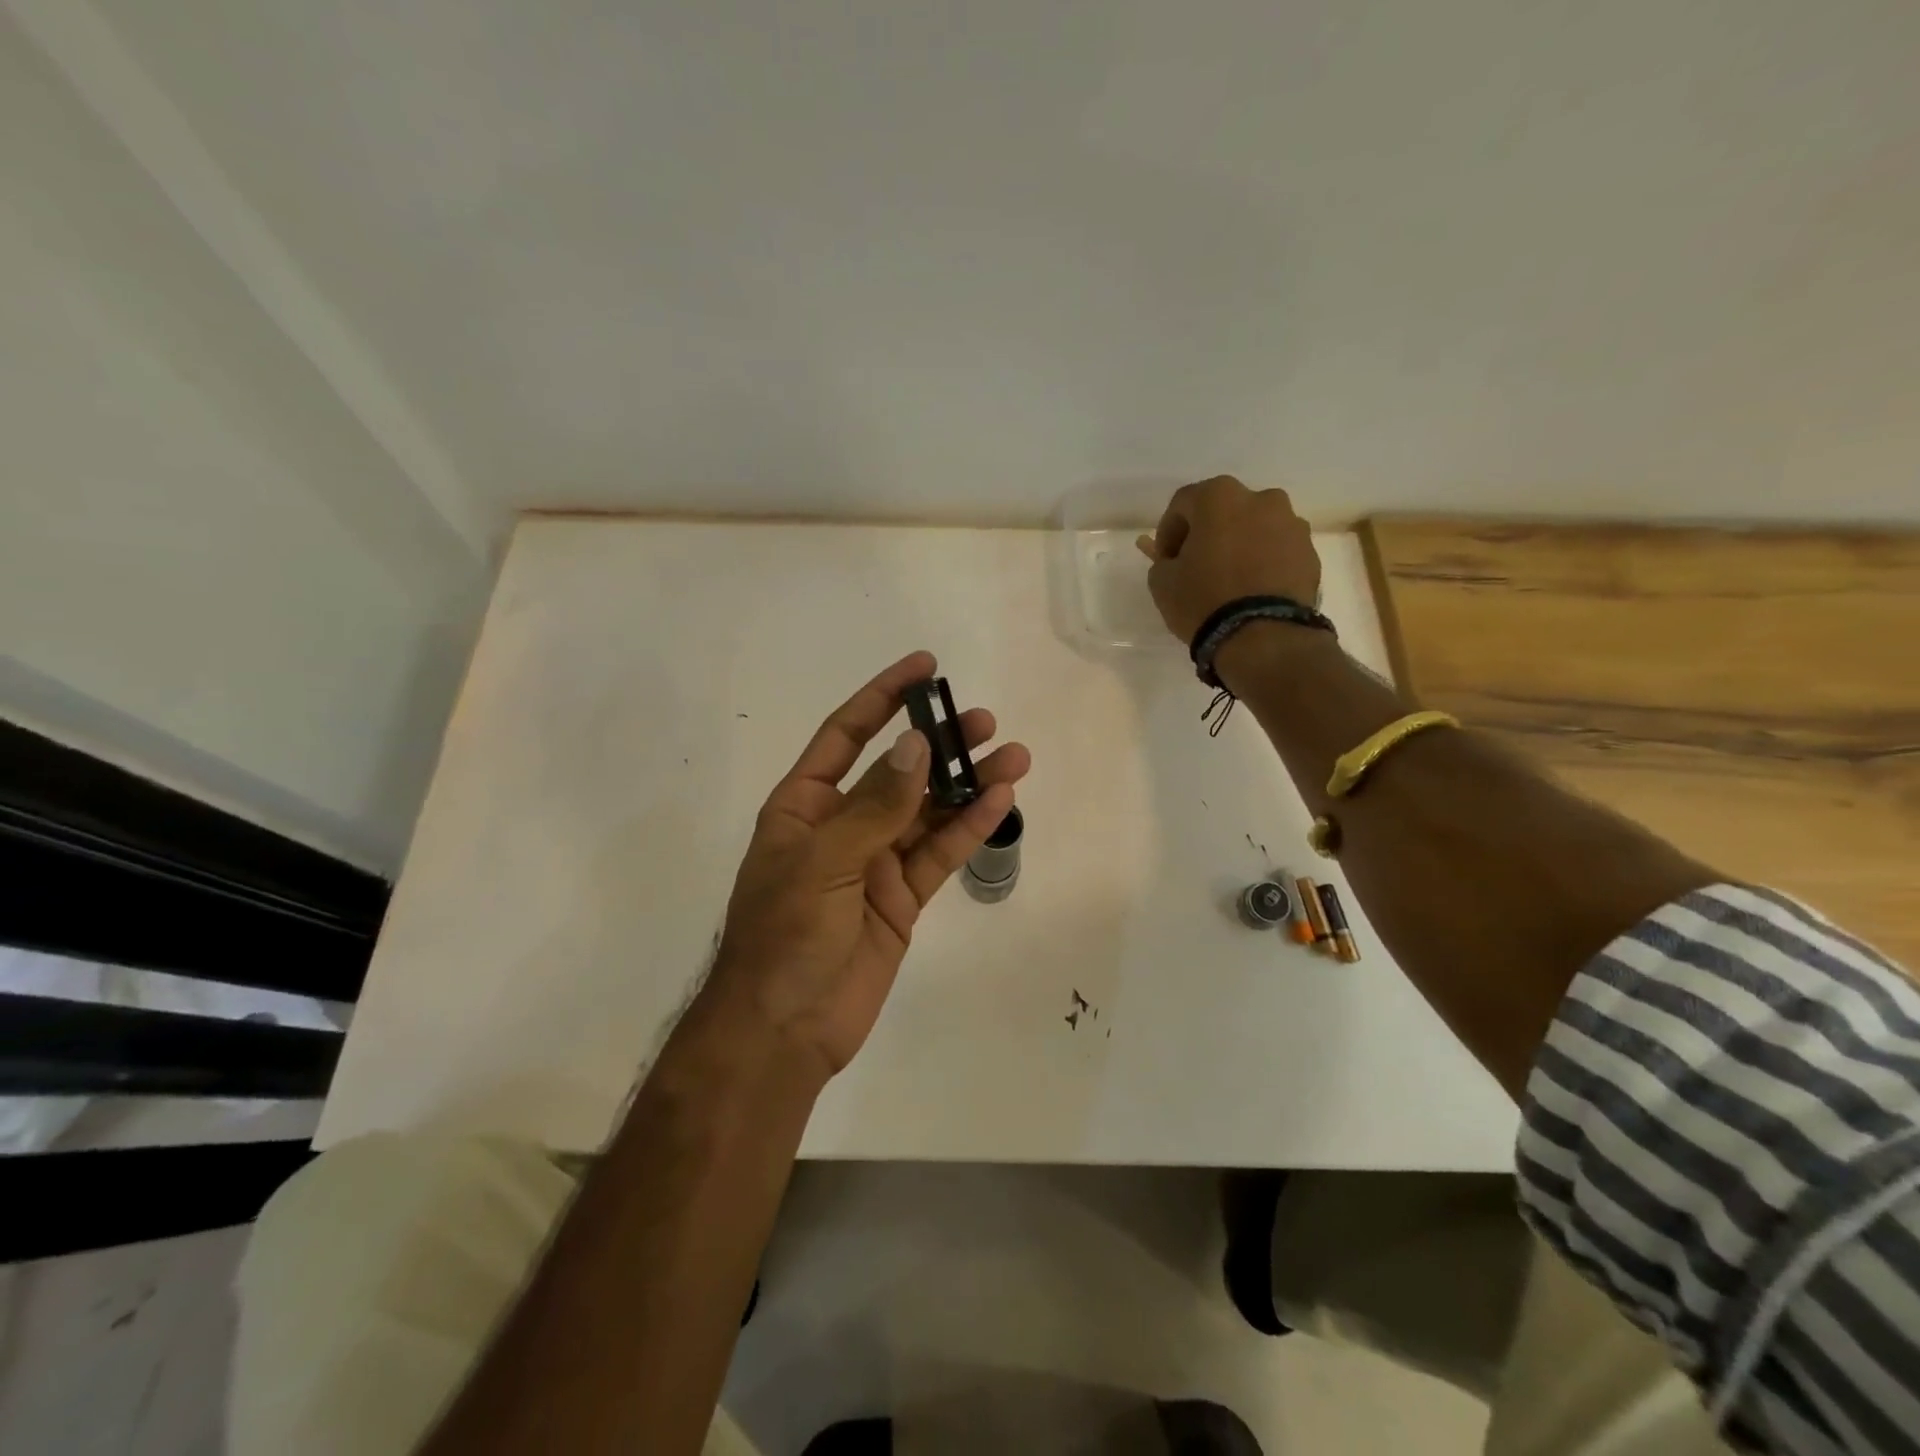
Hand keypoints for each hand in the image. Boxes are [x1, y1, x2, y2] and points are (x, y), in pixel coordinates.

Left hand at [707, 651, 1030, 1081]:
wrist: (783, 1030)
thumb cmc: (785, 935)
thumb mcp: (824, 861)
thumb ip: (875, 804)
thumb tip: (917, 745)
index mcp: (804, 805)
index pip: (847, 734)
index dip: (883, 697)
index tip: (924, 667)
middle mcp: (841, 825)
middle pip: (898, 770)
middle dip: (939, 743)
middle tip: (984, 721)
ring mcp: (874, 861)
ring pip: (927, 811)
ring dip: (966, 784)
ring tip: (1013, 755)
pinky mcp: (902, 898)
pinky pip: (938, 854)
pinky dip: (967, 828)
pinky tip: (999, 800)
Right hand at [1134, 476, 1321, 643]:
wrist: (1263, 637)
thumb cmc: (1204, 600)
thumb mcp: (1162, 583)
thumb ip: (1163, 561)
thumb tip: (1175, 561)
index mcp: (1220, 497)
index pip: (1183, 503)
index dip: (1168, 532)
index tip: (1164, 560)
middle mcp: (1261, 499)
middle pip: (1224, 510)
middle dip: (1207, 534)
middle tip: (1196, 566)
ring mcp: (1292, 524)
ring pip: (1255, 528)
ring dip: (1239, 546)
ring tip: (1229, 580)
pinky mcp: (1310, 553)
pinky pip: (1278, 551)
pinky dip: (1263, 563)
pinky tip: (1253, 590)